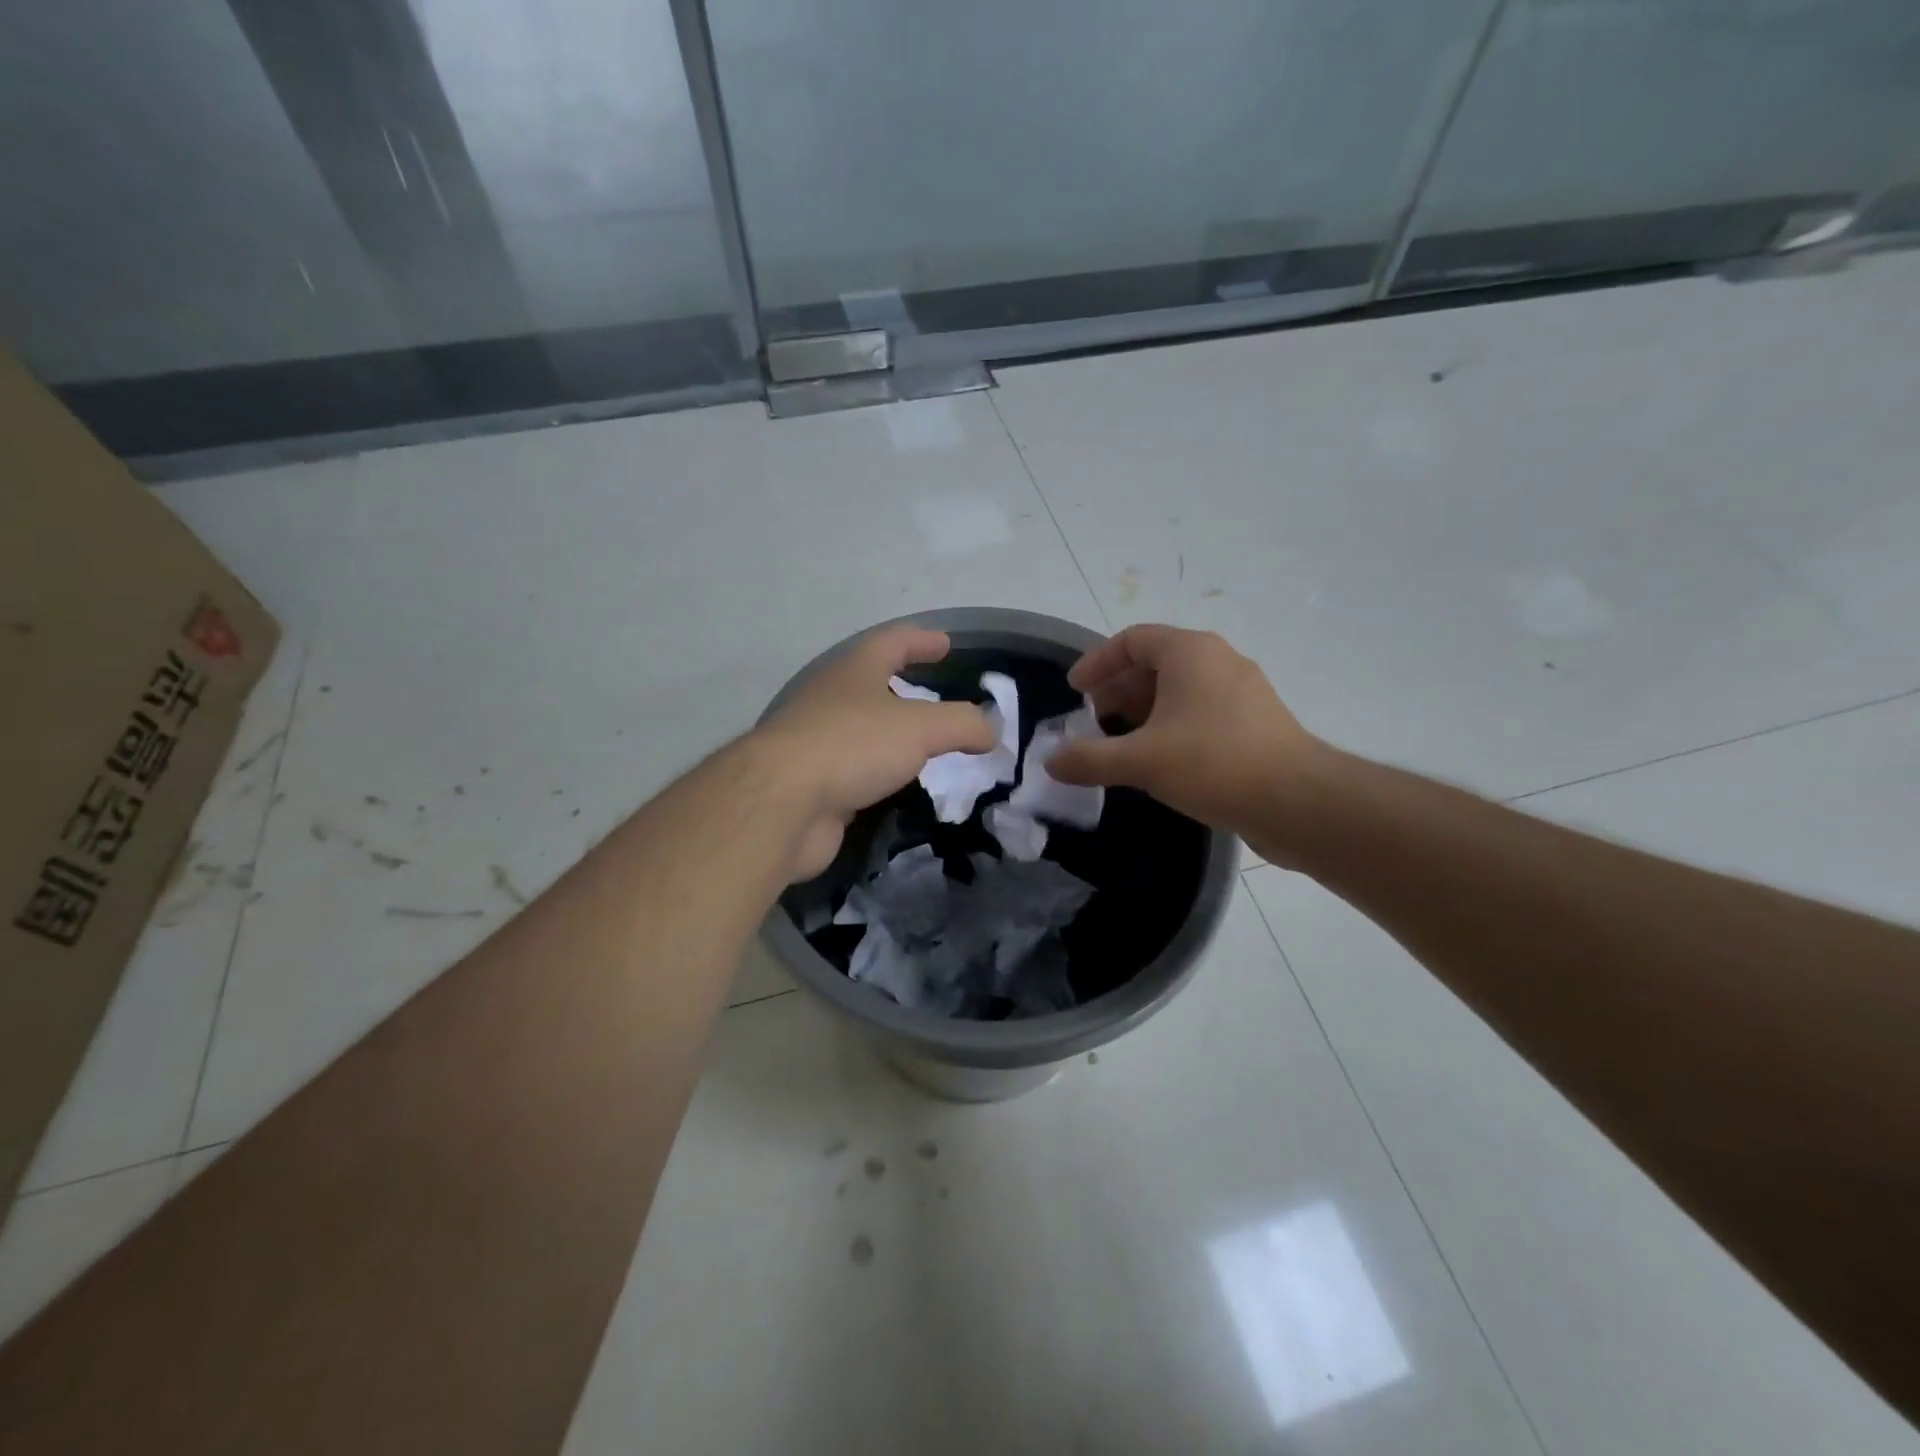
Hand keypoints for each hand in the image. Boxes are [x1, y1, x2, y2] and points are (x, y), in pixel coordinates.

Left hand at [753, 625, 995, 879]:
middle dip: (903, 687)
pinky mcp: (812, 783)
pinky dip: (879, 772)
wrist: (782, 803)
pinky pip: (855, 769)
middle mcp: (831, 699)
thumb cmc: (852, 745)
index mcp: (853, 670)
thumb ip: (962, 723)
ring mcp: (817, 742)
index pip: (892, 642)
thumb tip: (990, 730)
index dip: (922, 639)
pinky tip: (898, 785)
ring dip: (891, 733)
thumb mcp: (921, 727)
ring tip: (926, 745)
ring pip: (862, 730)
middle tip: (938, 697)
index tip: (946, 643)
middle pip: (871, 683)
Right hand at [1048, 624, 1327, 850]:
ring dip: (1143, 711)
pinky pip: (1201, 712)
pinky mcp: (1255, 723)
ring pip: (1180, 690)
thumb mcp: (1141, 761)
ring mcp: (1242, 692)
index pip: (1132, 640)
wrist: (1298, 801)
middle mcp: (1218, 661)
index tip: (1075, 691)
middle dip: (1117, 690)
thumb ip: (1089, 759)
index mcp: (1190, 652)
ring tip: (1119, 743)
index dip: (1097, 662)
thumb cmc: (1213, 763)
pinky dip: (1170, 726)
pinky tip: (1158, 761)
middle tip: (1092, 720)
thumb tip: (1051, 762)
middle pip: (1155, 663)